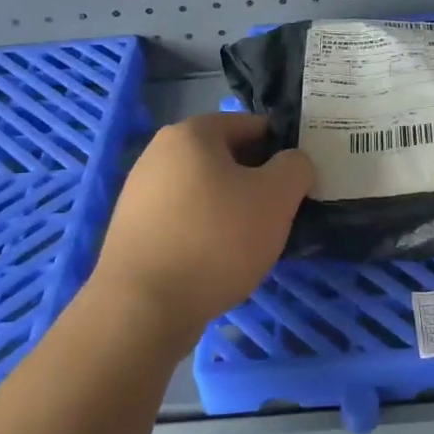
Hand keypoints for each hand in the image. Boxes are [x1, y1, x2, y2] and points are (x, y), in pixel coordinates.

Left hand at [87, 113, 311, 349]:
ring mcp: (140, 192)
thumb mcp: (276, 197)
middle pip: (226, 158)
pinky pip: (184, 219)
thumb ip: (295, 167)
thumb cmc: (216, 239)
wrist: (142, 307)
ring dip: (233, 209)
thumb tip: (292, 163)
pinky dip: (206, 232)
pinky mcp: (133, 229)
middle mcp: (159, 152)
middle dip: (257, 182)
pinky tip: (220, 261)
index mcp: (192, 133)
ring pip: (205, 191)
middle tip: (282, 214)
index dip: (282, 150)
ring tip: (254, 243)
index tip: (300, 181)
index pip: (251, 125)